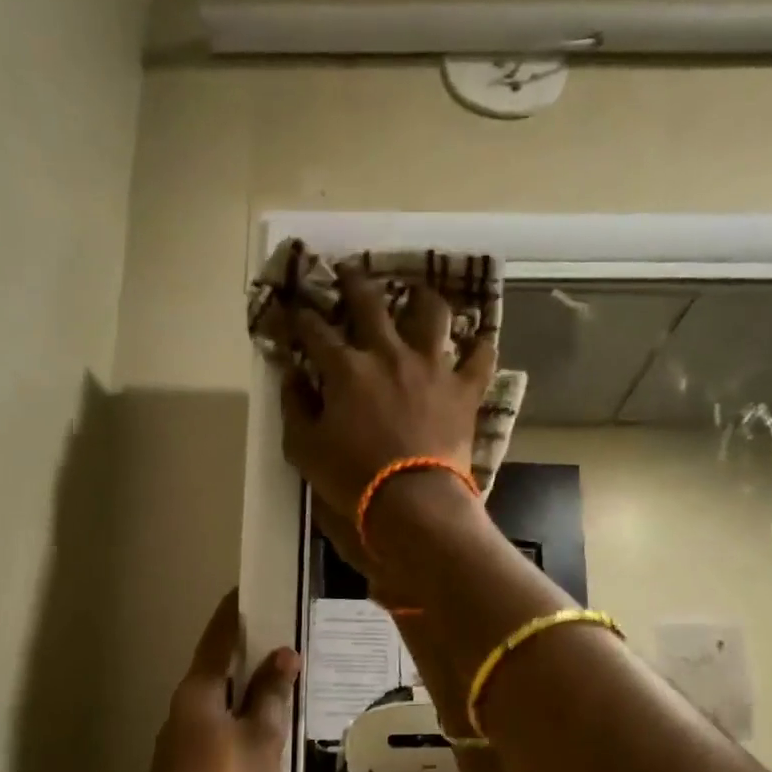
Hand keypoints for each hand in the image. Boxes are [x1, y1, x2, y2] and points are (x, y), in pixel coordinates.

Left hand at [137, 589, 299, 771]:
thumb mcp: (260, 735)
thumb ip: (271, 694)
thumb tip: (283, 654)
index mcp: (200, 690)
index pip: (218, 638)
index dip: (233, 613)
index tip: (247, 591)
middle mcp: (184, 705)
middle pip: (216, 667)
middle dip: (244, 650)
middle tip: (279, 635)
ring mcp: (181, 737)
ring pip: (217, 698)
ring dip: (243, 686)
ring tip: (278, 680)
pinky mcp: (185, 764)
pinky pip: (217, 723)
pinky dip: (239, 714)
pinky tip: (261, 726)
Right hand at [280, 271, 496, 518]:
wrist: (412, 500)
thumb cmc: (352, 477)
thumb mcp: (304, 447)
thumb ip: (294, 405)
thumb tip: (291, 374)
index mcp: (346, 368)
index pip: (315, 330)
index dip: (299, 316)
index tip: (292, 309)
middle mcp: (389, 354)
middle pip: (370, 303)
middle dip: (354, 282)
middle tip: (349, 271)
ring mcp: (432, 367)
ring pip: (433, 315)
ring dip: (424, 299)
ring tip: (419, 293)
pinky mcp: (464, 389)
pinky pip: (481, 358)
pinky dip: (481, 348)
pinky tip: (479, 340)